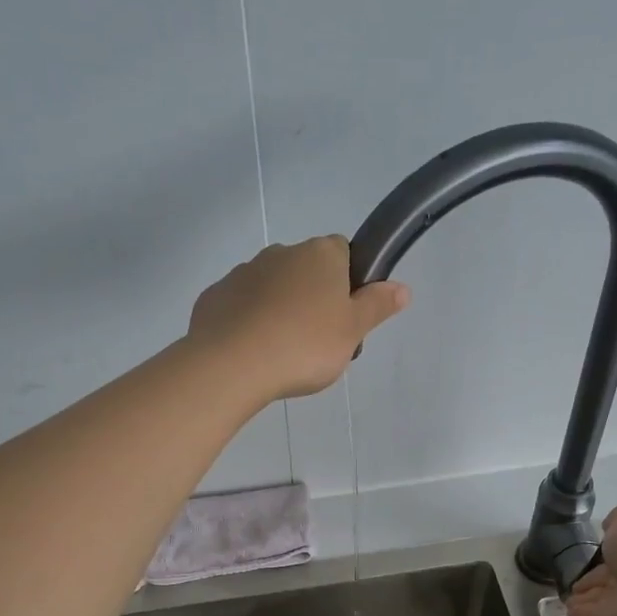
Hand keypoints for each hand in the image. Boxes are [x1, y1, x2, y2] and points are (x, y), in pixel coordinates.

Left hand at [188, 235, 410, 402]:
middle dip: (313, 298)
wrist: (232, 364)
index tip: (347, 315)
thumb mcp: (353, 331)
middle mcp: (281, 253)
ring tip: (282, 352)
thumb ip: (377, 306)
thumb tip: (402, 288)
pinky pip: (241, 306)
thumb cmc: (304, 345)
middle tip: (318, 342)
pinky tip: (252, 353)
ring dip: (279, 310)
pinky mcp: (214, 296)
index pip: (343, 251)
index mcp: (320, 254)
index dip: (348, 281)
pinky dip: (248, 323)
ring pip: (272, 288)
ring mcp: (243, 272)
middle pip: (306, 270)